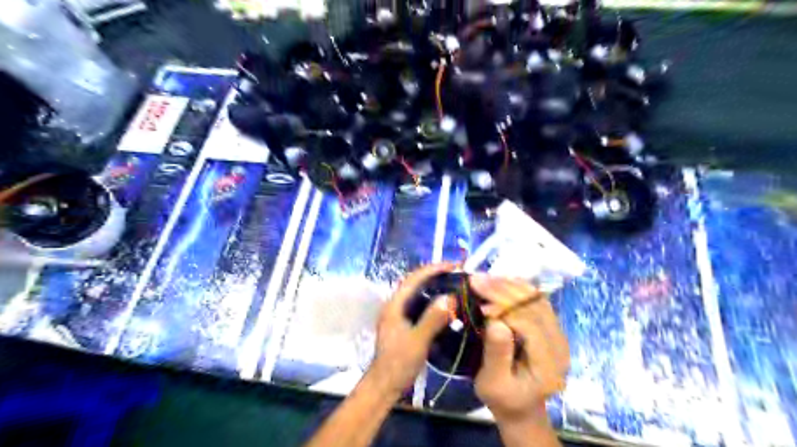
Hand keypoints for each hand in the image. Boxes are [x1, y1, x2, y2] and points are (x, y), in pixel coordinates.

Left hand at [368, 264, 454, 395]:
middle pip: (415, 282)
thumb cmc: (398, 362)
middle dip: (435, 274)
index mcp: (395, 304)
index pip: (414, 278)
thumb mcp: (418, 341)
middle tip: (457, 273)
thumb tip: (450, 297)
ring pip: (418, 293)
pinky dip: (433, 299)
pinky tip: (445, 305)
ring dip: (434, 286)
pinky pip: (420, 304)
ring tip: (454, 284)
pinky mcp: (404, 323)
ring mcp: (399, 314)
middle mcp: (395, 305)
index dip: (434, 269)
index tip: (454, 265)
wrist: (385, 384)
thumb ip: (432, 319)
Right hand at [468, 277, 569, 425]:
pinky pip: (536, 301)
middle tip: (477, 279)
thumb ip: (497, 354)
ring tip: (486, 277)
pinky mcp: (550, 327)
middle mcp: (559, 344)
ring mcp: (557, 333)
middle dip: (504, 290)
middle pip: (535, 307)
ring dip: (510, 285)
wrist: (521, 407)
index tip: (479, 298)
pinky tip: (500, 281)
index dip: (504, 307)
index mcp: (548, 363)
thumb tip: (495, 321)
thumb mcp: (493, 383)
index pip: (529, 324)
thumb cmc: (503, 398)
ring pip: (537, 299)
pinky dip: (518, 289)